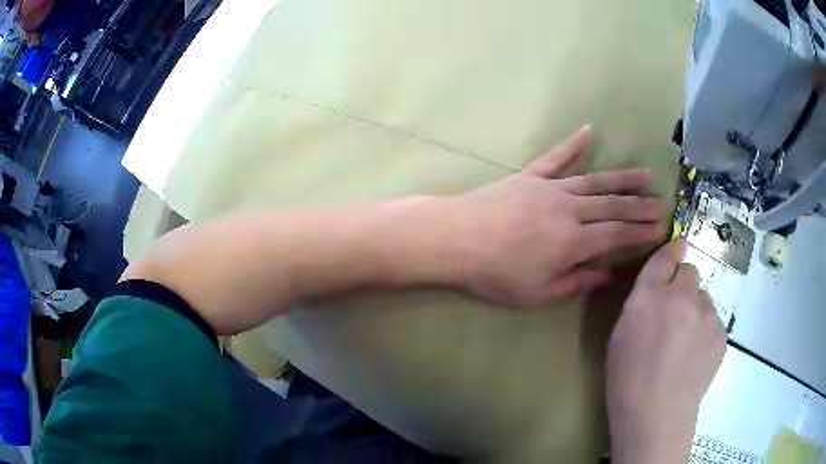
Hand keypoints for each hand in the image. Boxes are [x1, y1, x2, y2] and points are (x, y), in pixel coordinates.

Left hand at [445, 125, 666, 305]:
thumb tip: (607, 274)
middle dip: (640, 206)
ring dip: (622, 177)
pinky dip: (573, 144)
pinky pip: (556, 157)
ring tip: (645, 175)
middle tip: (662, 203)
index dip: (641, 232)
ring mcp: (550, 188)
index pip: (617, 235)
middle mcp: (569, 209)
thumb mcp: (537, 292)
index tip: (661, 228)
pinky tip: (588, 130)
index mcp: (573, 241)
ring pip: (595, 180)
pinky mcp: (530, 175)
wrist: (455, 238)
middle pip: (613, 206)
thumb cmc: (495, 272)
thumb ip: (576, 282)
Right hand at [606, 241, 725, 463]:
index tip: (677, 250)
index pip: (665, 257)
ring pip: (703, 297)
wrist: (657, 415)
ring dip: (695, 310)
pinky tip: (694, 356)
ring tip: (685, 342)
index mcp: (649, 297)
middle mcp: (681, 296)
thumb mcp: (621, 335)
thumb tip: (660, 288)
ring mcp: (706, 313)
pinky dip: (705, 330)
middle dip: (683, 286)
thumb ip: (641, 302)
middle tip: (675, 314)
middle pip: (690, 272)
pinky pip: (713, 320)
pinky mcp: (720, 332)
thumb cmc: (628, 380)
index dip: (672, 251)